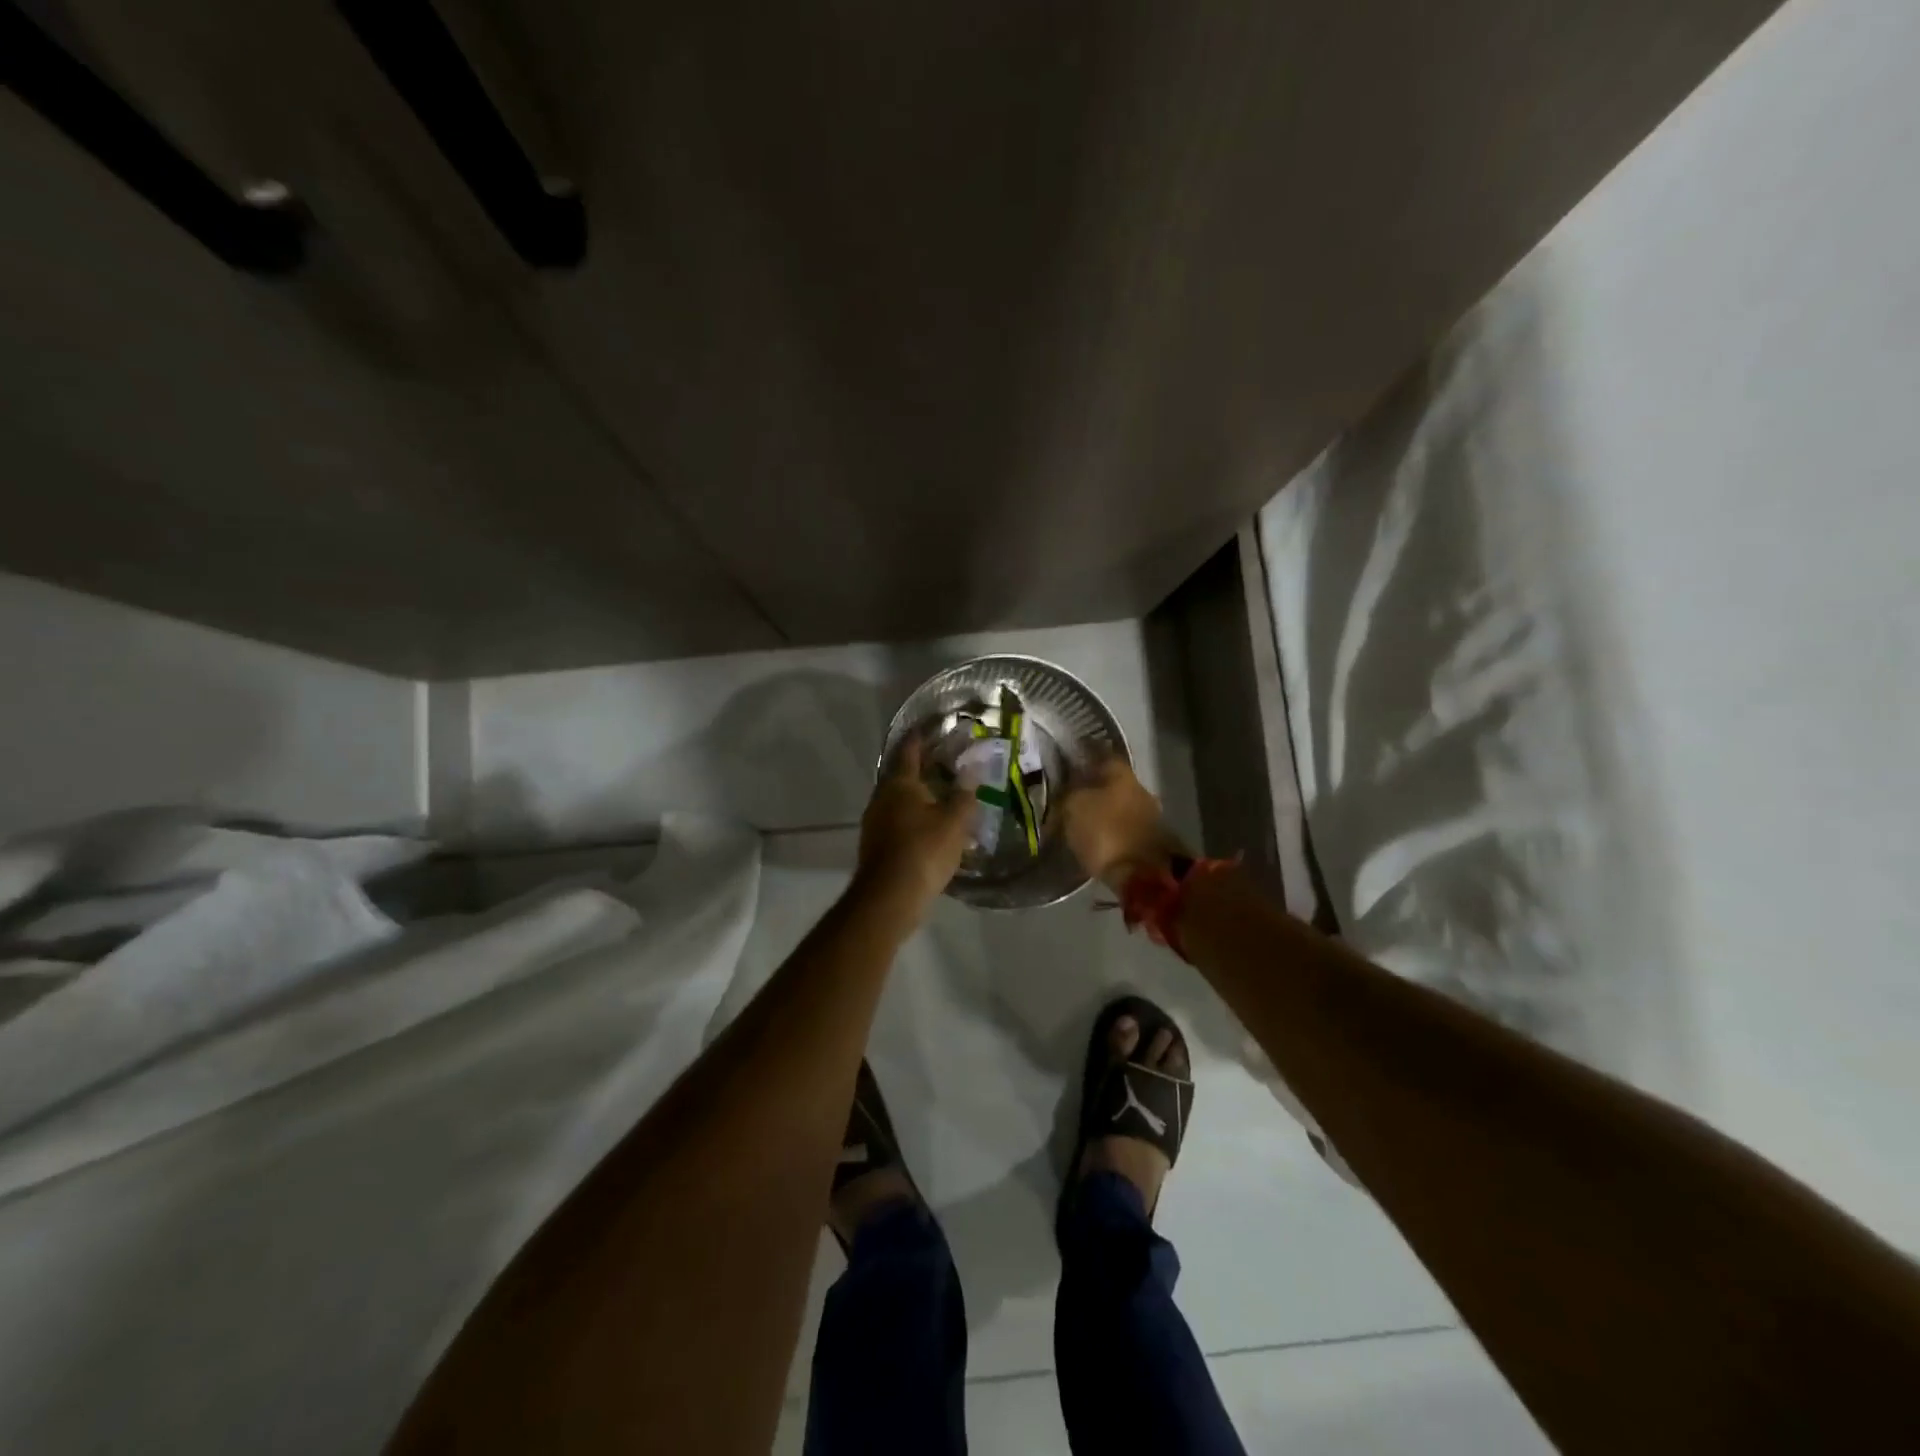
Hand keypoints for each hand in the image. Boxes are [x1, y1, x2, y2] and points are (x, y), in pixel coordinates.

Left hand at [855, 737, 975, 915]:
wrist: (890, 897)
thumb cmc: (924, 851)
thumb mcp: (954, 822)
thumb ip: (964, 795)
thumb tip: (972, 770)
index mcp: (900, 783)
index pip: (910, 749)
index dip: (921, 736)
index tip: (933, 726)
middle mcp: (882, 796)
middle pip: (901, 773)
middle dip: (921, 766)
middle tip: (945, 760)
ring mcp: (875, 821)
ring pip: (899, 798)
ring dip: (918, 793)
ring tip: (942, 792)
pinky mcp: (876, 843)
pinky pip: (897, 819)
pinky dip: (913, 815)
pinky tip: (930, 824)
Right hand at [1060, 755, 1186, 890]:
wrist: (1143, 876)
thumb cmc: (1105, 833)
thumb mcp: (1074, 807)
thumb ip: (1069, 792)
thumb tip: (1067, 788)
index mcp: (1122, 774)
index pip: (1101, 756)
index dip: (1082, 758)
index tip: (1066, 764)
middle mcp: (1139, 789)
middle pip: (1111, 783)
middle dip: (1092, 788)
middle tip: (1069, 796)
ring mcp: (1149, 816)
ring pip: (1119, 806)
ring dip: (1102, 812)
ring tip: (1080, 821)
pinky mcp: (1151, 841)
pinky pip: (1123, 828)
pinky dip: (1110, 831)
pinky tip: (1096, 838)